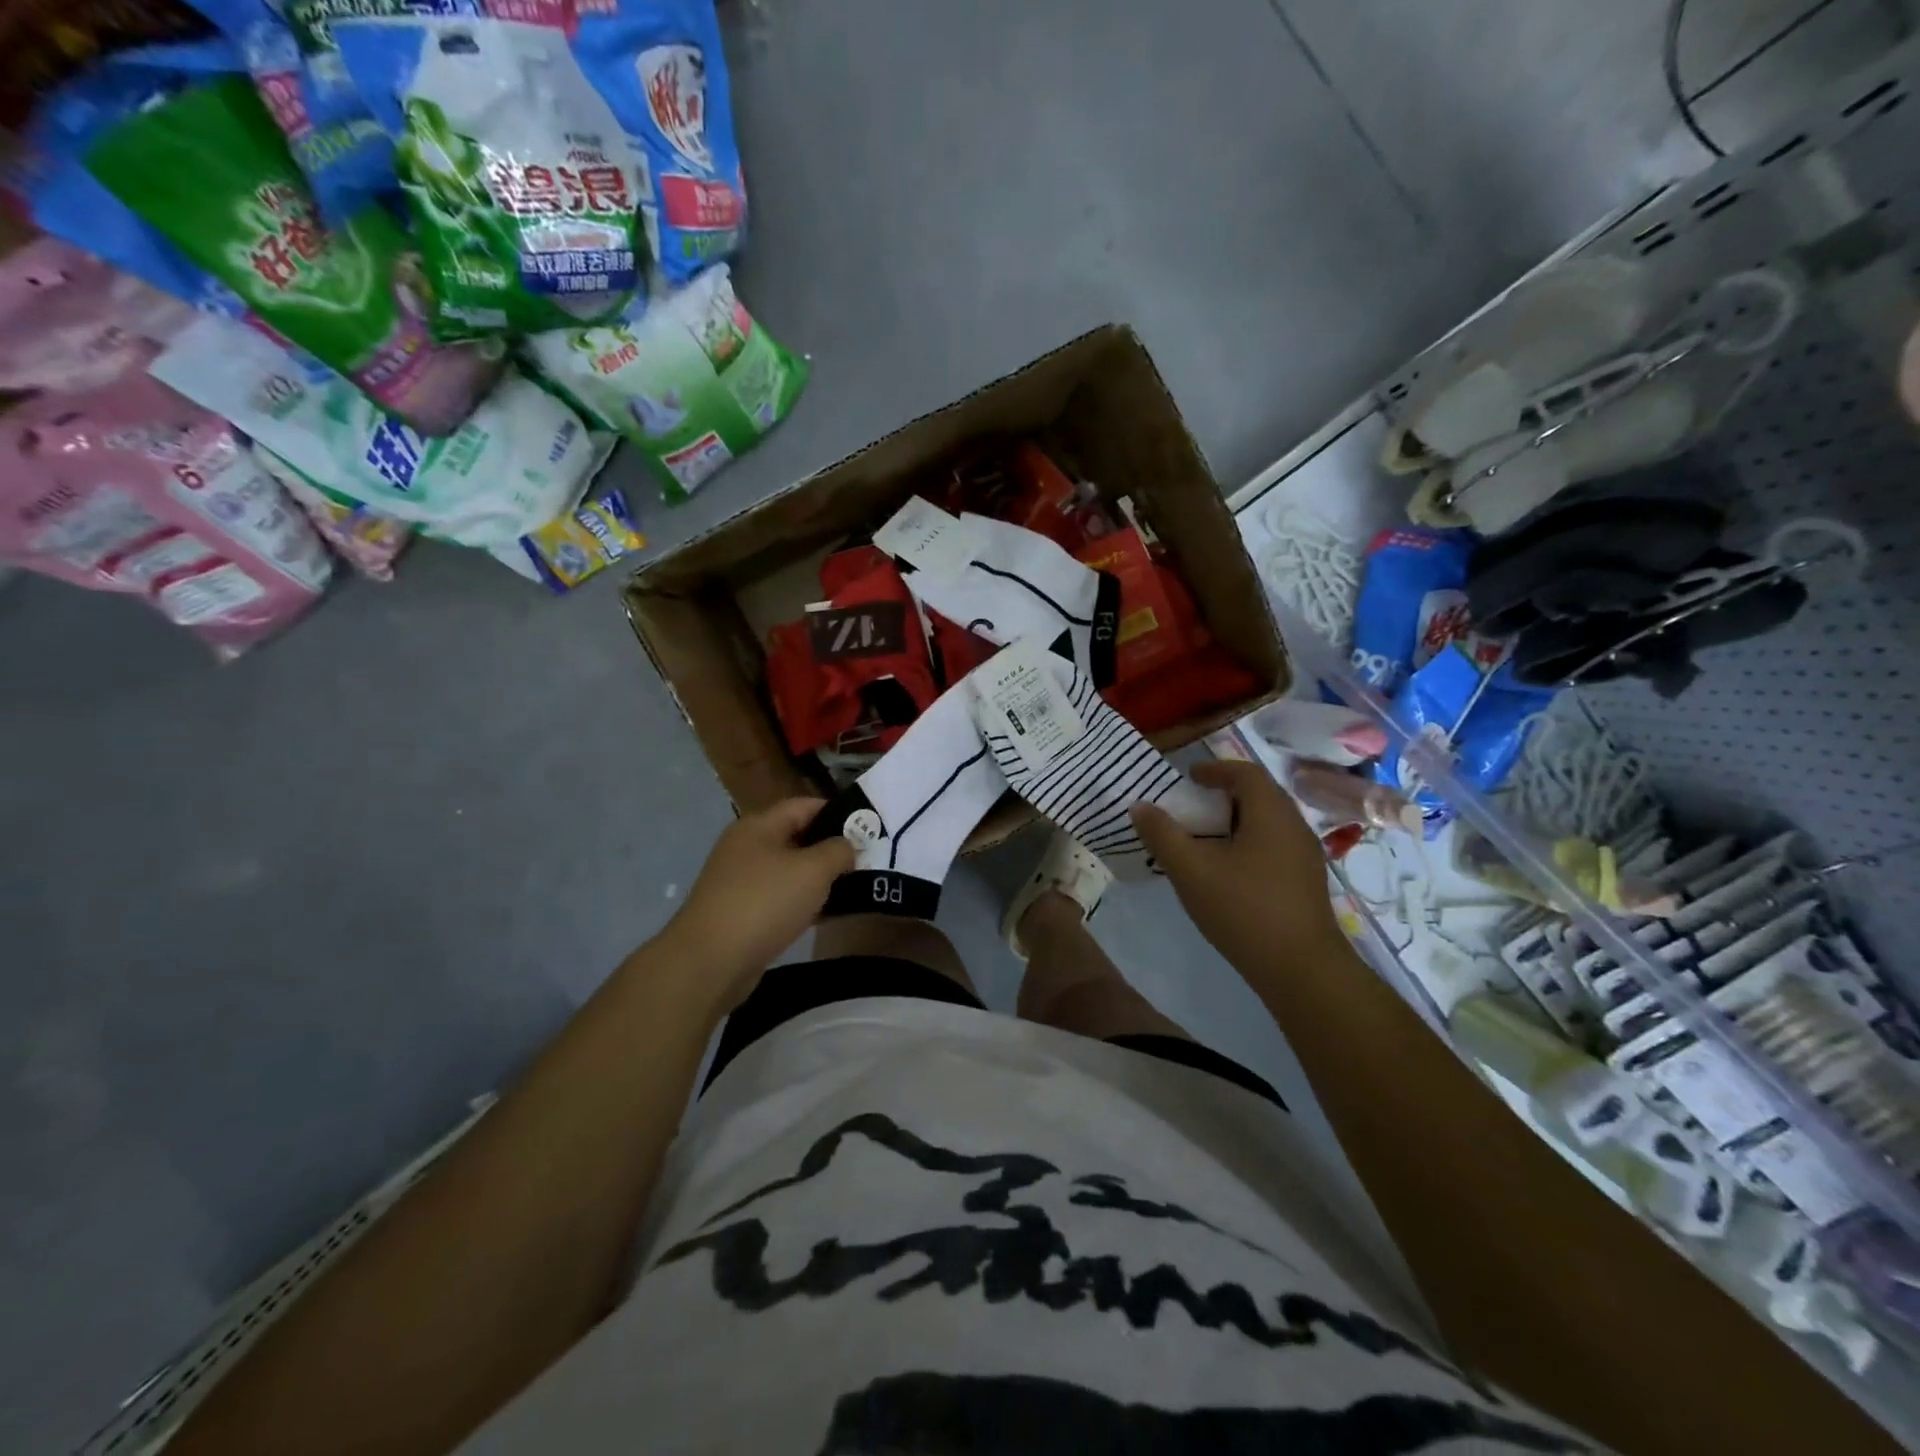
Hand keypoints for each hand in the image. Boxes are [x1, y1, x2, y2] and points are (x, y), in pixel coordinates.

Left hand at [664, 799, 853, 1003]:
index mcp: (759, 825)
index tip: (869, 827)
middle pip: (798, 837)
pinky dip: (804, 903)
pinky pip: (781, 899)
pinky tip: (828, 915)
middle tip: (868, 859)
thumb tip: (849, 845)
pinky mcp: (741, 913)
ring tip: (856, 887)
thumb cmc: (765, 902)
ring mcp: (741, 882)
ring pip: (790, 871)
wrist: (711, 961)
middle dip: (832, 847)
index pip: (805, 805)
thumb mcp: (813, 870)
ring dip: (820, 878)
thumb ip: (838, 850)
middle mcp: (747, 847)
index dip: (838, 812)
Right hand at [1130, 760, 1342, 982]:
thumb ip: (1162, 835)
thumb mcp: (1191, 870)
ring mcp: (1305, 855)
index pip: (1245, 773)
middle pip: (1259, 795)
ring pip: (1268, 822)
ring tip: (1204, 838)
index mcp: (1271, 814)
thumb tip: (1140, 806)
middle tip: (1192, 806)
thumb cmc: (1244, 910)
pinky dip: (1248, 842)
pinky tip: (1227, 870)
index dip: (1215, 769)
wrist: (1301, 969)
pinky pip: (1274, 845)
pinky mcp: (1305, 881)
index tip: (1188, 777)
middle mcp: (1294, 826)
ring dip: (1235, 820)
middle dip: (1224, 794)